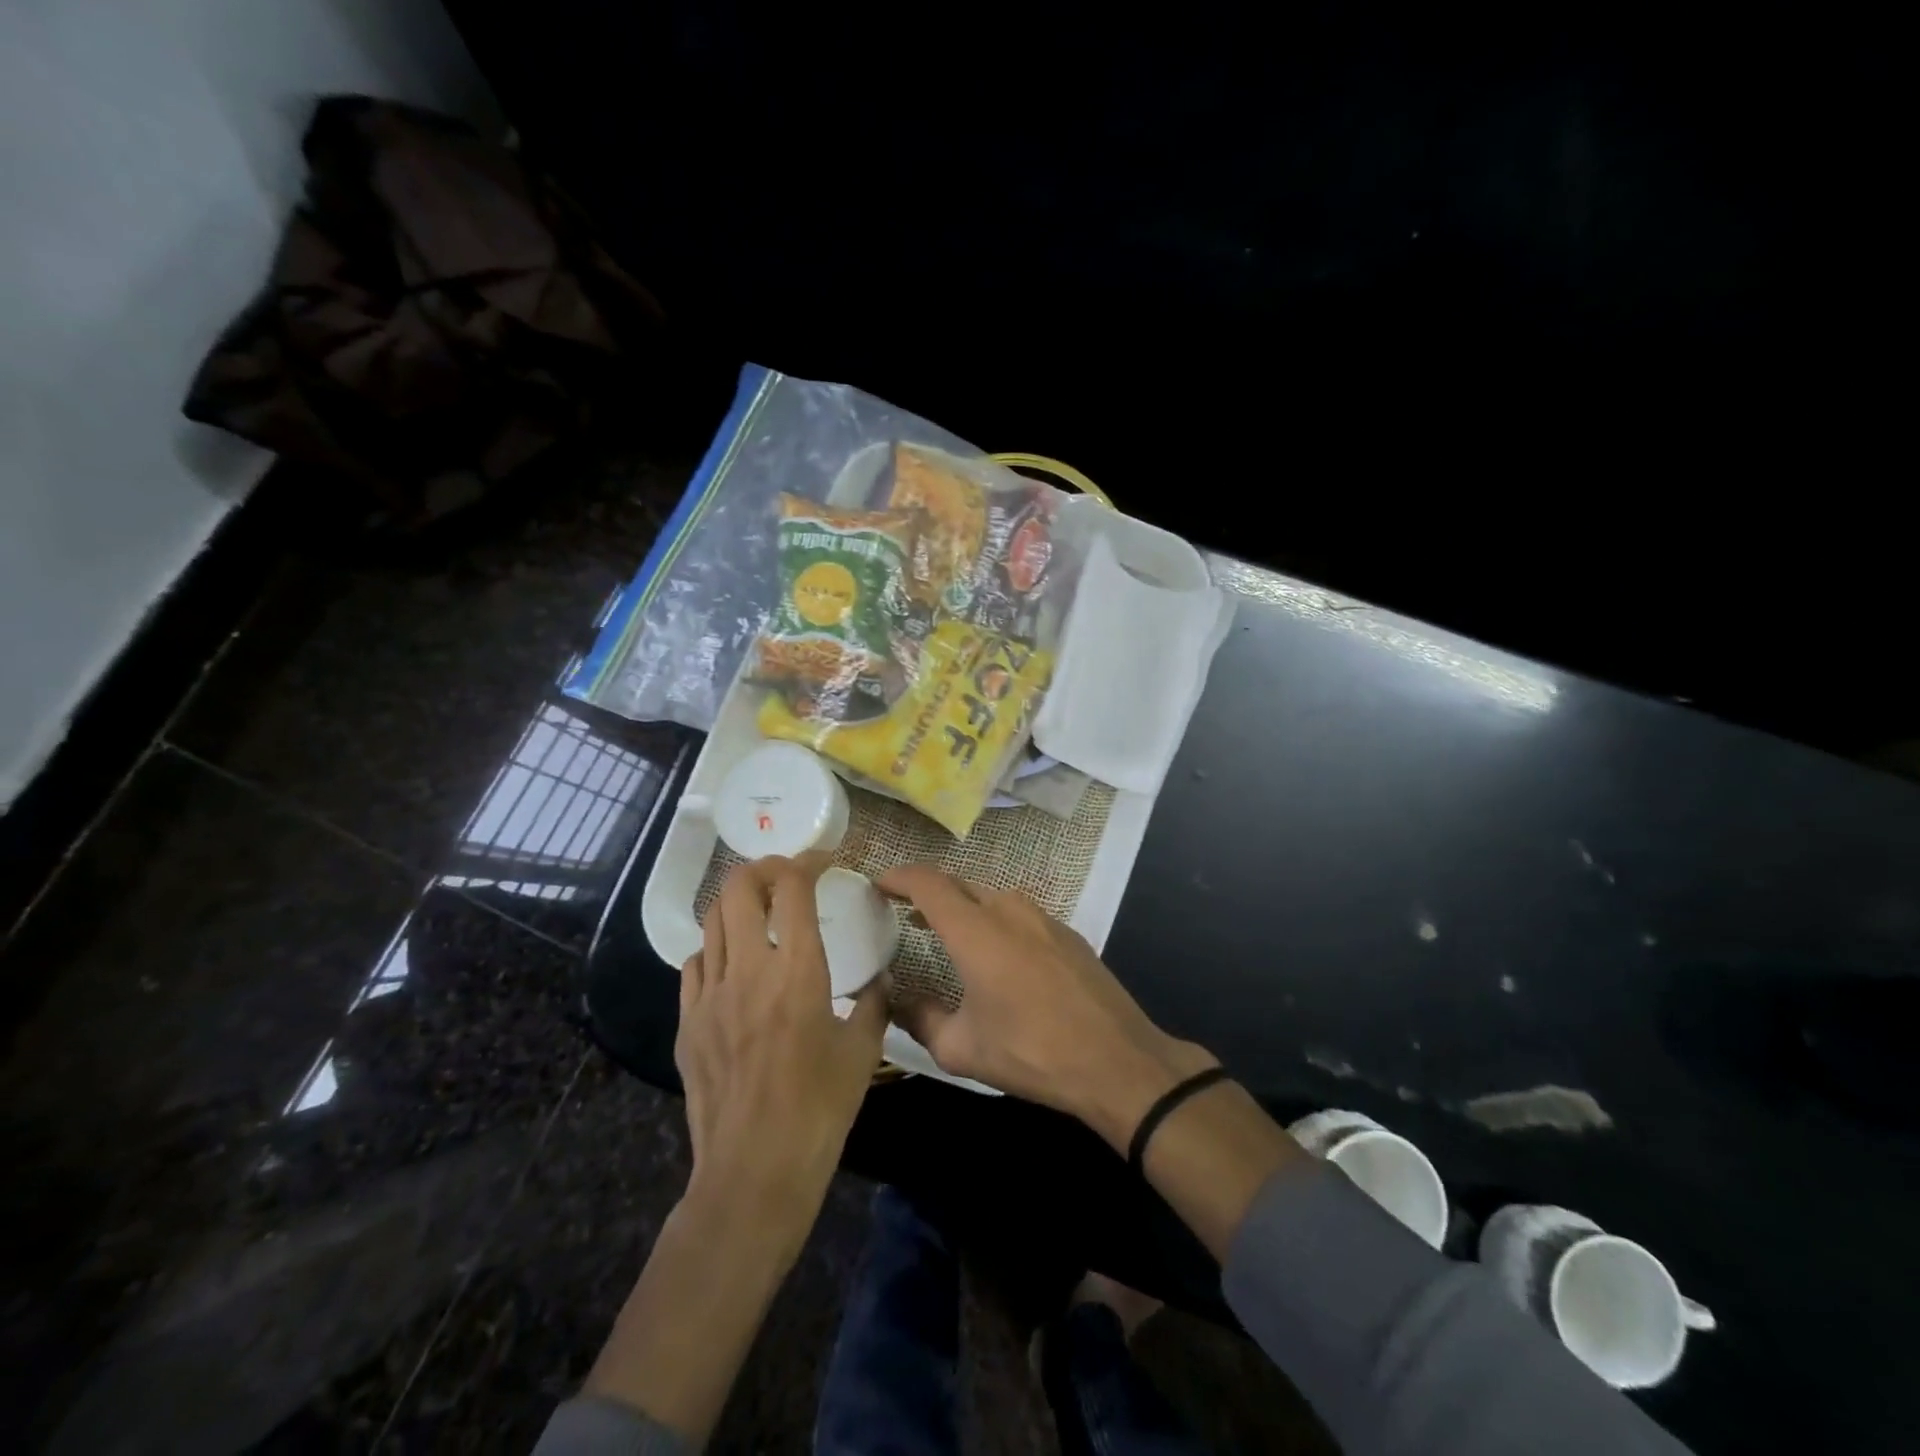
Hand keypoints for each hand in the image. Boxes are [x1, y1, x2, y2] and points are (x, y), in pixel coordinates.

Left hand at [677, 853, 887, 1240]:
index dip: (807, 861)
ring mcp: (710, 994)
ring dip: (738, 903)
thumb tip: (879, 982)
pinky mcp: (688, 1022)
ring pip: (712, 920)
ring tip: (759, 910)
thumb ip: (873, 1004)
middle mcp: (749, 968)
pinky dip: (715, 947)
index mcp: (798, 969)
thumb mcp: (862, 1052)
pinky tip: (732, 964)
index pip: (793, 888)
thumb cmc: (820, 1108)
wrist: (754, 1170)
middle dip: (763, 868)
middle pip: (740, 889)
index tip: (822, 860)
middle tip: (785, 876)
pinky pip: (695, 964)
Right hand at [877, 865, 1216, 1148]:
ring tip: (945, 932)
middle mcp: (1008, 909)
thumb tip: (896, 1001)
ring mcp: (1043, 917)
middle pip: (958, 884)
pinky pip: (1019, 914)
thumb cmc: (1031, 1051)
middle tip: (903, 910)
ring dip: (963, 907)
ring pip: (990, 897)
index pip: (927, 883)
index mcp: (975, 929)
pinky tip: (995, 953)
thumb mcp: (962, 1048)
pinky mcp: (1067, 932)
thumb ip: (920, 1019)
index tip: (878, 883)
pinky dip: (994, 921)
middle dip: (927, 891)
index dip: (898, 877)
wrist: (1116, 1059)